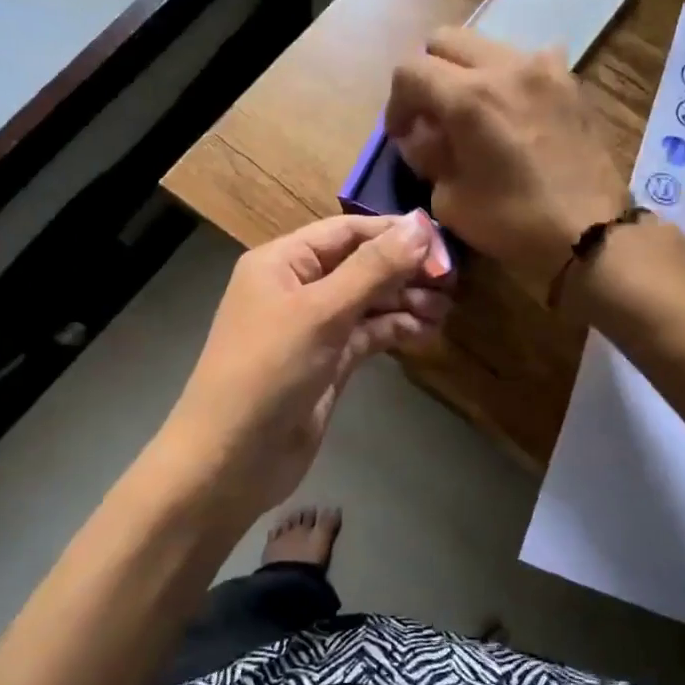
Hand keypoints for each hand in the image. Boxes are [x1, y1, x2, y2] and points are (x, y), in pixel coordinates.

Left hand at [159, 212, 451, 519]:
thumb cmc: (268, 372)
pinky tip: (427, 332)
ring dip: (406, 301)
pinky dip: (396, 330)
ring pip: (369, 301)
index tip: (443, 244)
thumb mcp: (322, 313)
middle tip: (453, 282)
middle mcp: (298, 287)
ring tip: (447, 309)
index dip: (395, 233)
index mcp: (284, 262)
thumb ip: (373, 268)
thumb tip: (420, 224)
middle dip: (405, 270)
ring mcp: (314, 328)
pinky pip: (368, 334)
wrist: (232, 459)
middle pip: (362, 264)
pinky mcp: (328, 362)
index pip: (347, 231)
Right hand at [386, 28, 630, 280]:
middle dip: (429, 75)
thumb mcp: (449, 199)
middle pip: (446, 41)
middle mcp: (505, 66)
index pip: (410, 70)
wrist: (591, 233)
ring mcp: (544, 68)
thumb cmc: (513, 223)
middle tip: (432, 115)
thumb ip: (427, 154)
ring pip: (487, 47)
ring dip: (468, 73)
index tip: (402, 134)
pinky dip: (508, 80)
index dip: (396, 102)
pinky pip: (526, 62)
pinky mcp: (570, 81)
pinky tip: (513, 113)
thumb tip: (420, 132)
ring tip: (474, 115)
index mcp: (469, 97)